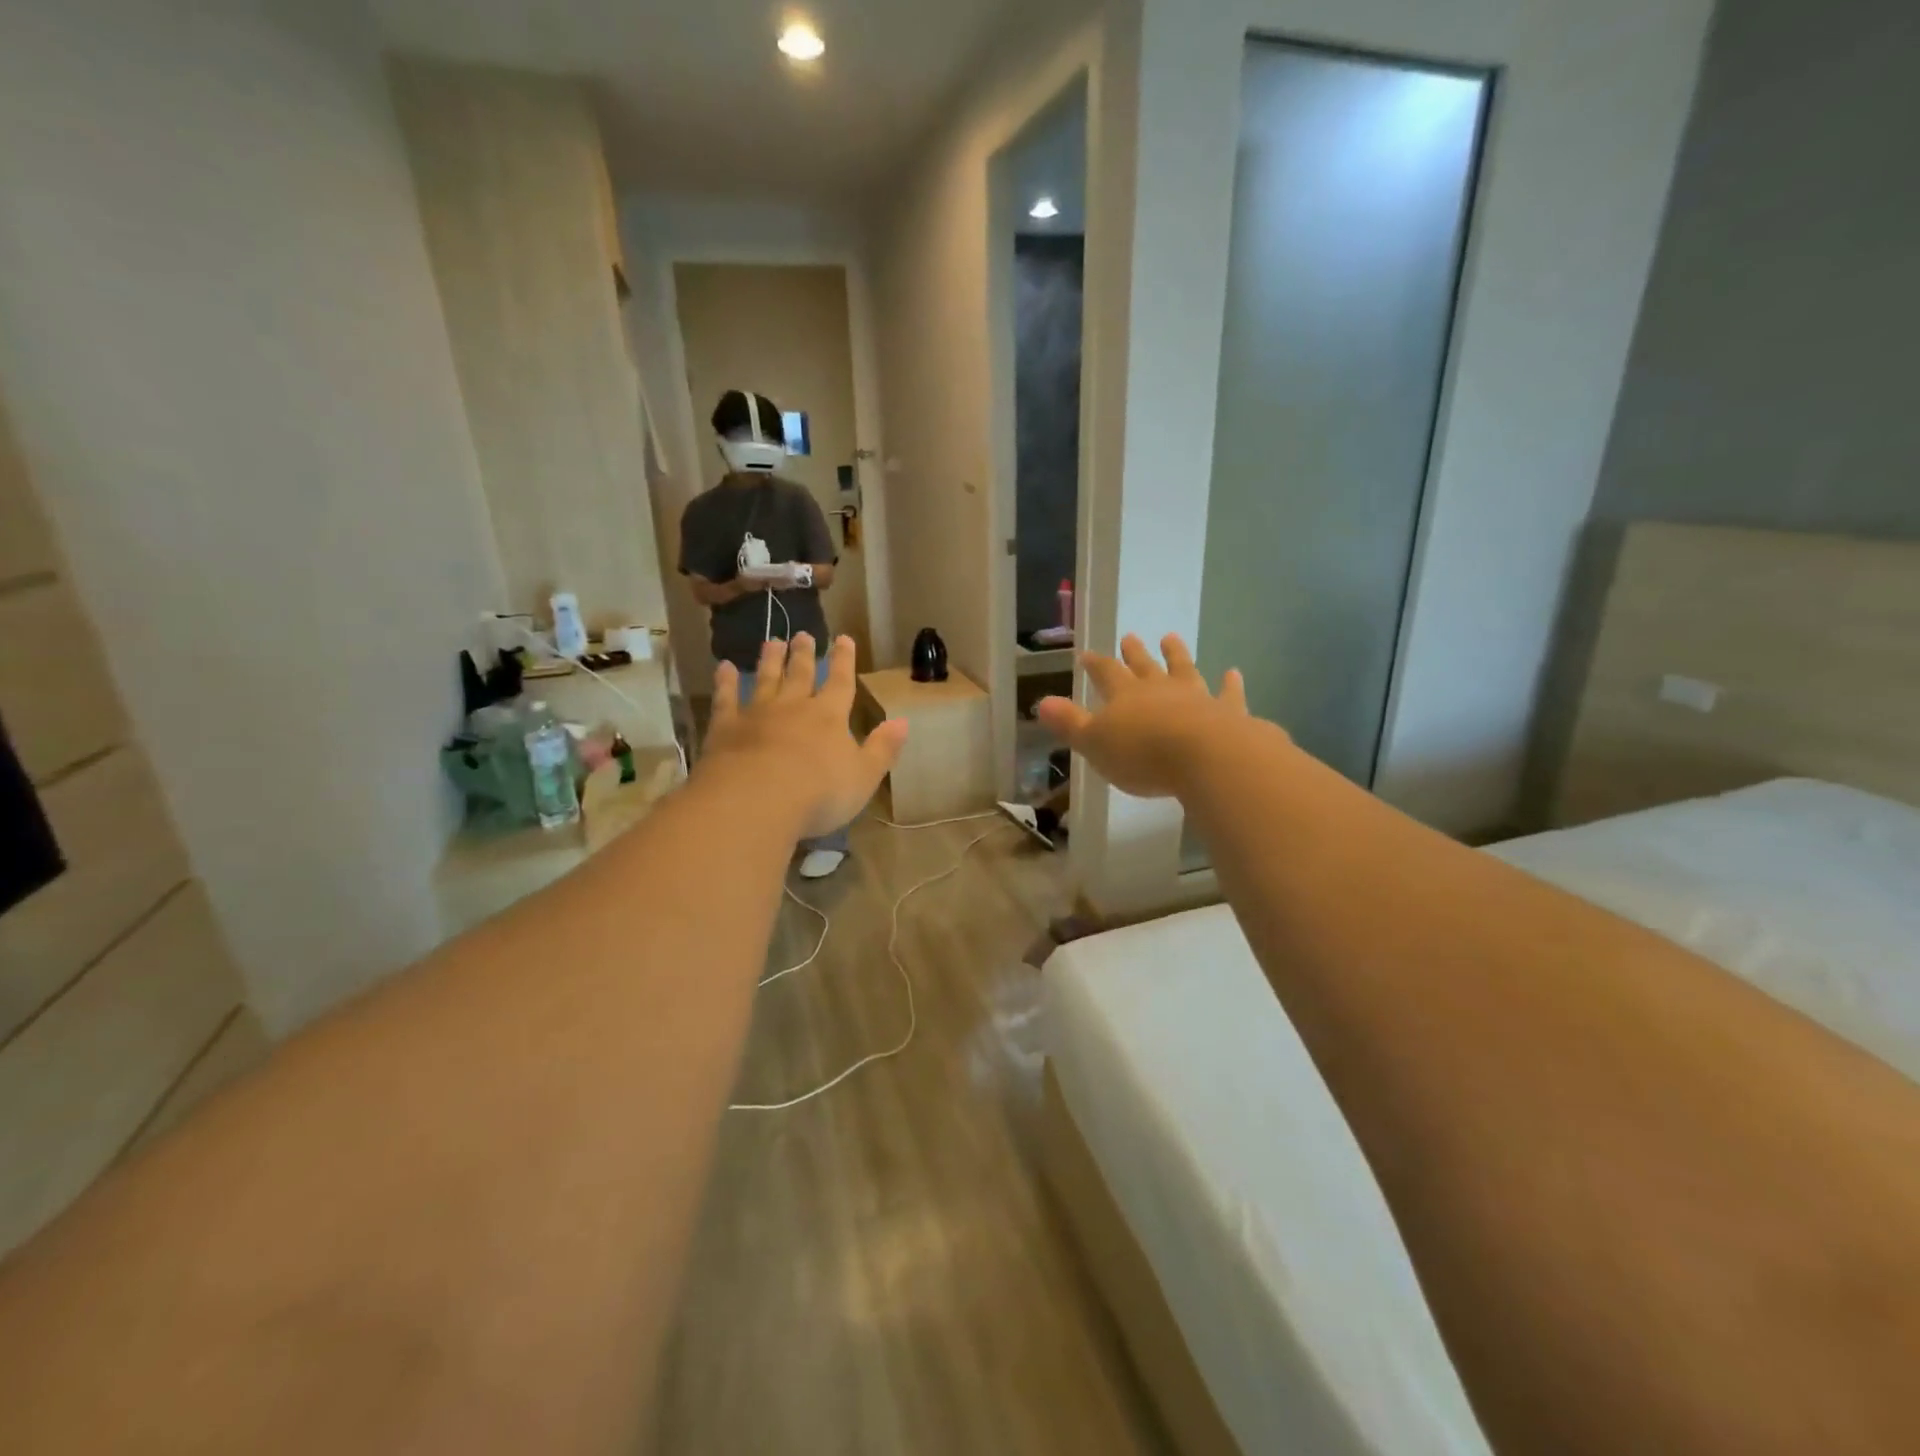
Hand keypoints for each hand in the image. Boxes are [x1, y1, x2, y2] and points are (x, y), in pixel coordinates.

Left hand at [704, 633, 906, 838]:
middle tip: (803, 635)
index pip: (840, 682)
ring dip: (770, 660)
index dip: (844, 660)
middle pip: (800, 674)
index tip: (844, 638)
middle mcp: (794, 706)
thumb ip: (883, 748)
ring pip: (765, 679)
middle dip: (804, 654)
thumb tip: (904, 722)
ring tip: (772, 641)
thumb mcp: (864, 777)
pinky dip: (726, 682)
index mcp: (829, 717)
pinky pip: (726, 698)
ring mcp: (757, 714)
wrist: (755, 801)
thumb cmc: (819, 793)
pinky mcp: (725, 727)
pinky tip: (724, 668)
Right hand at [1035, 634, 1253, 798]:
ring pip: (1183, 670)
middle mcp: (1159, 690)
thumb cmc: (1142, 754)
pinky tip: (1232, 673)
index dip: (1095, 664)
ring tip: (1171, 638)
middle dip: (1135, 653)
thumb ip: (1070, 723)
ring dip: (1176, 655)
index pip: (1106, 673)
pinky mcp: (1227, 712)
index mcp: (1124, 696)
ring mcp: (1196, 697)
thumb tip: (1042, 703)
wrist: (1205, 757)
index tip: (1087, 654)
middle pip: (1144, 667)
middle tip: (1131, 636)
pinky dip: (1230, 684)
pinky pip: (1228, 694)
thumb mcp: (1094, 743)